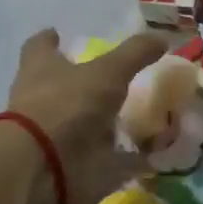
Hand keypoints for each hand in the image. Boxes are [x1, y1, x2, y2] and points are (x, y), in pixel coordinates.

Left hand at [4, 29, 168, 203]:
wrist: (43, 169)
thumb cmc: (67, 105)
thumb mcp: (108, 71)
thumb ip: (135, 53)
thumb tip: (162, 37)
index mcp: (41, 69)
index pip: (40, 47)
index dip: (49, 41)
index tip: (57, 34)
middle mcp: (41, 100)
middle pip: (59, 87)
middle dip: (82, 84)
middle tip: (112, 78)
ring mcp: (53, 135)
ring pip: (80, 124)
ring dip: (104, 124)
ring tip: (139, 117)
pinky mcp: (67, 165)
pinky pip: (103, 160)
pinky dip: (124, 160)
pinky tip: (150, 156)